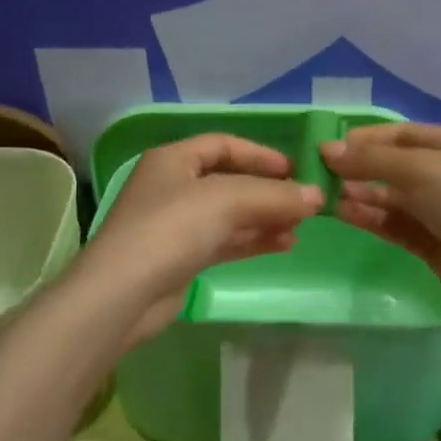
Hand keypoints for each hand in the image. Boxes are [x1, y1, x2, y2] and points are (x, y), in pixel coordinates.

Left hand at [75, 134, 322, 347]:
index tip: (296, 169)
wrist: (122, 295)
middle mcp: (173, 187)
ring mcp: (176, 224)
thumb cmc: (171, 229)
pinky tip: (284, 244)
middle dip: (269, 190)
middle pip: (230, 180)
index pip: (224, 145)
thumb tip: (317, 196)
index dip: (261, 154)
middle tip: (305, 202)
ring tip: (302, 227)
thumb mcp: (226, 201)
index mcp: (174, 160)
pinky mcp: (182, 258)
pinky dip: (254, 240)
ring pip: (231, 214)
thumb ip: (274, 195)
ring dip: (266, 217)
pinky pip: (226, 240)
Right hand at [322, 123, 440, 323]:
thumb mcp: (423, 169)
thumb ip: (373, 160)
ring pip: (393, 197)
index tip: (330, 146)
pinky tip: (344, 213)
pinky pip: (396, 225)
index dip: (367, 138)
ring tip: (326, 193)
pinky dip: (372, 217)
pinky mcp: (434, 245)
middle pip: (397, 165)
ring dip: (362, 193)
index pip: (404, 134)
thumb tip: (327, 149)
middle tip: (320, 172)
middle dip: (361, 167)